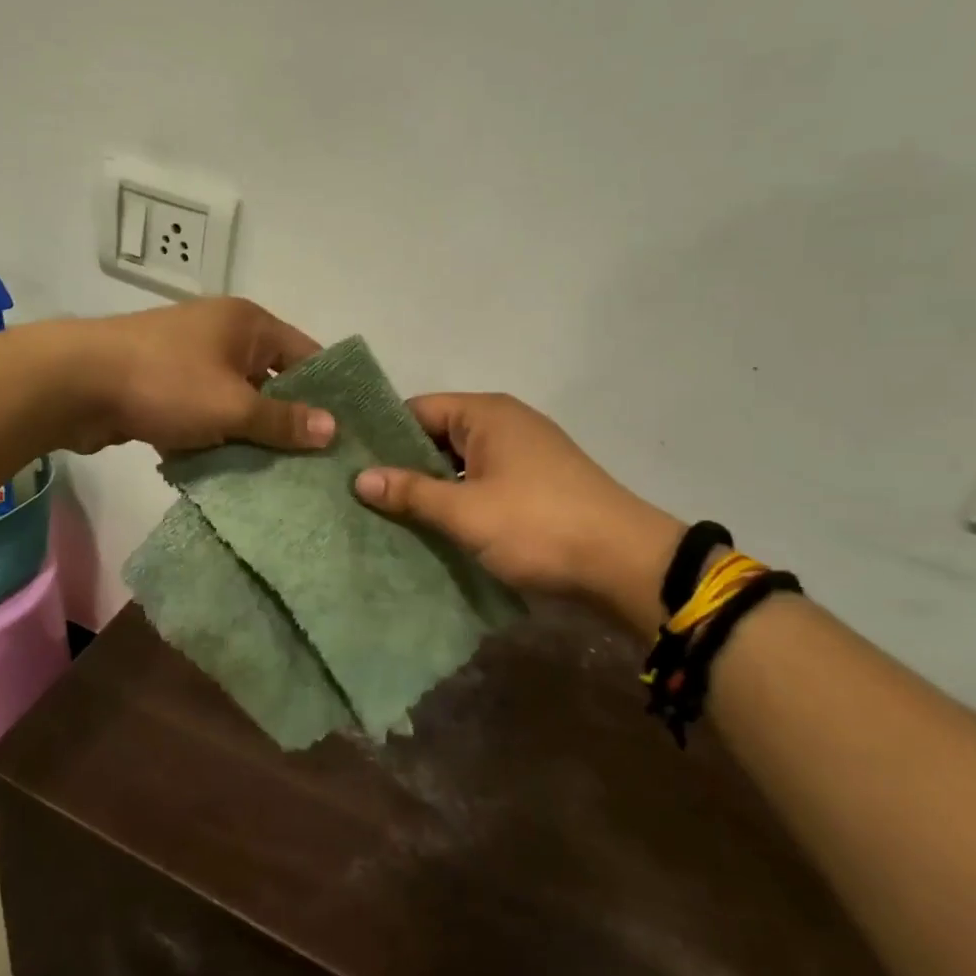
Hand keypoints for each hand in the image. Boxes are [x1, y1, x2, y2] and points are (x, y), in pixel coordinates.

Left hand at [54, 299, 335, 454]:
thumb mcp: (232, 405)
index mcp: (249, 324)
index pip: (307, 354)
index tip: (346, 435)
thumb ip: (282, 420)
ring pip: (236, 403)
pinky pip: (204, 415)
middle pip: (271, 381)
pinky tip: (229, 475)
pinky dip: (214, 439)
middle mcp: (224, 335)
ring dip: (249, 436)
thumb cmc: (166, 383)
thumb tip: (332, 429)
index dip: (328, 393)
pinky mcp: (164, 388)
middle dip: (288, 421)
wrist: (74, 383)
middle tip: (316, 466)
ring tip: (280, 479)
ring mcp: (191, 361)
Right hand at [353, 393, 684, 630]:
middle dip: (403, 466)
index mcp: (486, 414)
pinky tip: (432, 528)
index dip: (383, 435)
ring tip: (387, 516)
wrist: (627, 566)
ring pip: (460, 465)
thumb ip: (411, 492)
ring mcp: (524, 456)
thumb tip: (360, 478)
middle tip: (360, 495)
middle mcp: (505, 424)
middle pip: (438, 436)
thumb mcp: (467, 511)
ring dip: (431, 489)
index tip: (348, 463)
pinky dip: (459, 502)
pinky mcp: (535, 487)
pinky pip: (482, 484)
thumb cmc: (539, 526)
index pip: (418, 409)